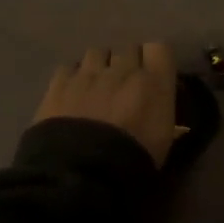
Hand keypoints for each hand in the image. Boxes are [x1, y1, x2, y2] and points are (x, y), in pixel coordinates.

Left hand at [36, 43, 178, 165]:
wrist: (83, 174)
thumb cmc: (133, 161)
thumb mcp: (163, 138)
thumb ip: (160, 109)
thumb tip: (155, 103)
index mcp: (154, 82)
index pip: (159, 48)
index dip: (154, 59)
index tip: (152, 74)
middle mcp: (124, 69)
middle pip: (128, 49)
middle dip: (127, 63)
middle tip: (123, 85)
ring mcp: (89, 73)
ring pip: (98, 53)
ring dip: (99, 66)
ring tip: (95, 86)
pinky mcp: (60, 83)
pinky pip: (69, 67)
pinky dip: (72, 77)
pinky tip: (71, 93)